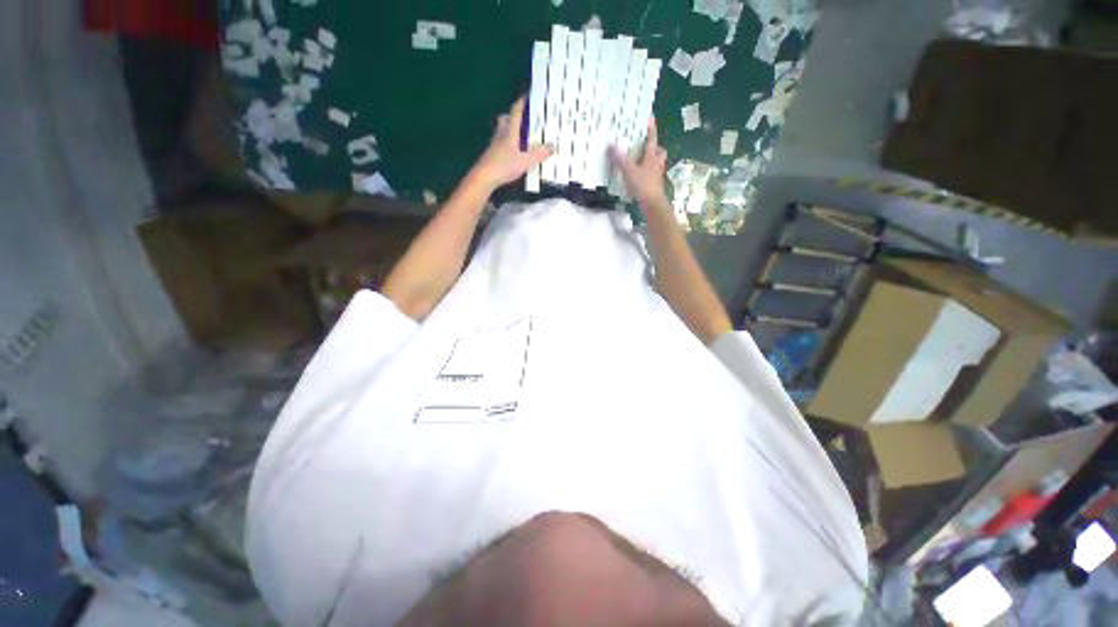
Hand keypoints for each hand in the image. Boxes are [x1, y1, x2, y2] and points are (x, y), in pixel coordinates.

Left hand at [471, 96, 552, 189]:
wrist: (484, 177)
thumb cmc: (504, 166)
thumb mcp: (525, 162)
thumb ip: (539, 154)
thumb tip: (552, 146)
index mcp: (510, 132)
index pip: (516, 112)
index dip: (522, 103)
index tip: (528, 95)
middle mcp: (501, 134)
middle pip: (506, 119)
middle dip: (514, 115)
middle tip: (525, 118)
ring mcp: (495, 144)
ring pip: (502, 130)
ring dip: (511, 129)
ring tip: (522, 135)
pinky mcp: (492, 154)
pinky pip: (501, 142)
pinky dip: (508, 142)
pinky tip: (514, 151)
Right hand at [609, 118, 667, 205]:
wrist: (653, 204)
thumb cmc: (643, 185)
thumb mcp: (629, 171)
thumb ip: (620, 159)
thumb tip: (611, 145)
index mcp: (651, 157)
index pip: (652, 140)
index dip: (651, 130)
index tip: (650, 119)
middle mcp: (656, 164)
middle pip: (660, 152)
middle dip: (655, 148)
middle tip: (647, 147)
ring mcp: (657, 176)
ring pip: (657, 164)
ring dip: (651, 161)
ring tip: (642, 161)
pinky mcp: (655, 186)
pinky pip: (652, 175)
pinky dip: (647, 174)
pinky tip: (640, 177)